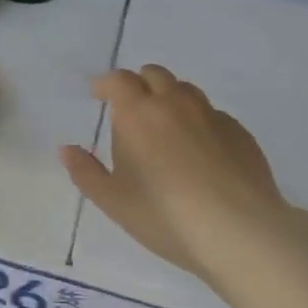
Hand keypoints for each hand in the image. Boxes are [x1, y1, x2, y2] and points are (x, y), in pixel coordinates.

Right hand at [59, 65, 289, 279]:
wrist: (240, 232)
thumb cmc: (165, 215)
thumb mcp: (113, 201)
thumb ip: (86, 172)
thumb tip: (67, 149)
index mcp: (138, 113)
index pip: (118, 80)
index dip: (105, 83)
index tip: (97, 94)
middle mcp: (175, 104)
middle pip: (155, 75)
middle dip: (139, 84)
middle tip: (131, 108)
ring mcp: (212, 116)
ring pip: (187, 91)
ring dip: (170, 99)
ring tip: (165, 127)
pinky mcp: (241, 134)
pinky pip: (213, 115)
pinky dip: (199, 122)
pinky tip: (200, 152)